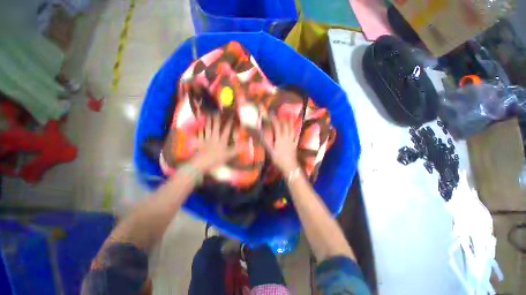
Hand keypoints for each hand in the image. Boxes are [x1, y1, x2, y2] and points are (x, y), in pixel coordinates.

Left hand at [191, 114, 236, 171]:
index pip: (226, 130)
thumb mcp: (229, 155)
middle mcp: (214, 137)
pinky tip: (200, 125)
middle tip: (217, 110)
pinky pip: (200, 134)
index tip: (231, 116)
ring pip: (207, 128)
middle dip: (217, 118)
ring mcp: (206, 139)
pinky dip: (200, 129)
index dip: (229, 122)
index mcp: (222, 141)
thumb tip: (246, 145)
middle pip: (215, 126)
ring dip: (209, 121)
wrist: (201, 163)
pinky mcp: (200, 142)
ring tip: (209, 114)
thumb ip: (237, 149)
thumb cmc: (216, 159)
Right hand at [265, 118, 299, 173]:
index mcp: (280, 139)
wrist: (289, 166)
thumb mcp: (270, 151)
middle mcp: (287, 138)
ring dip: (290, 123)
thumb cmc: (278, 159)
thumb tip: (261, 134)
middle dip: (282, 120)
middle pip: (285, 126)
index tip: (271, 114)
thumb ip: (266, 142)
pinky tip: (295, 130)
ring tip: (289, 118)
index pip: (277, 126)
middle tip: (280, 115)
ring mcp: (292, 141)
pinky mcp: (295, 144)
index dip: (274, 120)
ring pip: (292, 130)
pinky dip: (295, 131)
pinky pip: (295, 136)